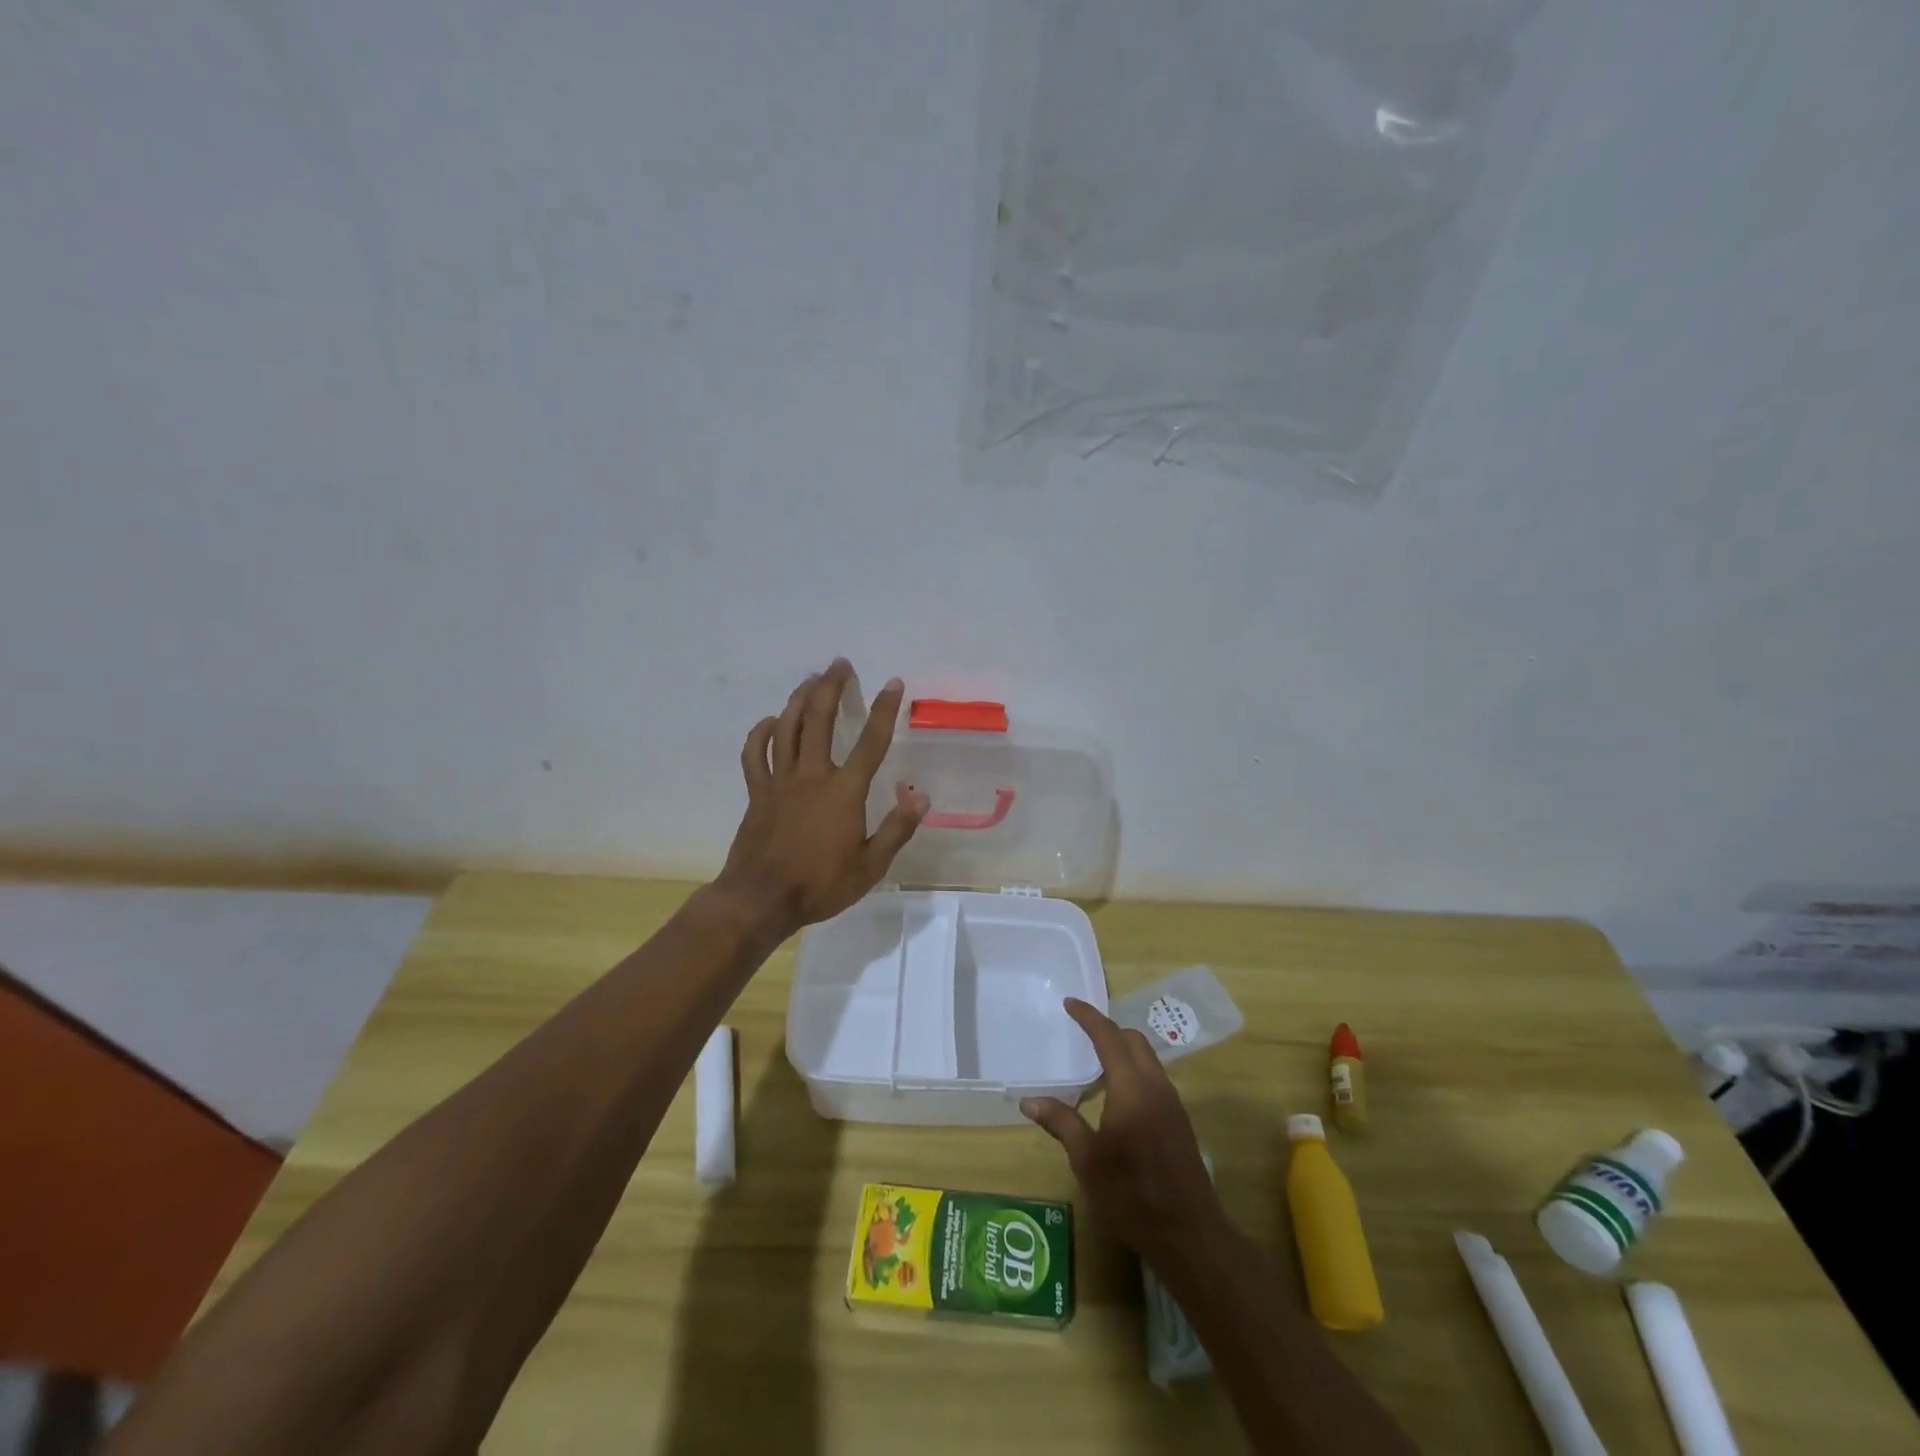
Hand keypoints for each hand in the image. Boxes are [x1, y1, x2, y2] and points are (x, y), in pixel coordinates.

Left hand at [718, 659, 928, 936]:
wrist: (761, 899)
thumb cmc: (820, 884)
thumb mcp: (870, 866)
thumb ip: (897, 829)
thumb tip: (921, 797)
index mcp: (844, 791)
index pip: (871, 742)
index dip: (884, 709)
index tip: (893, 683)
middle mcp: (812, 775)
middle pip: (821, 719)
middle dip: (832, 687)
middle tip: (840, 664)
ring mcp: (780, 780)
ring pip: (788, 727)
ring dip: (800, 699)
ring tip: (812, 680)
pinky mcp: (757, 791)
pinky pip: (755, 753)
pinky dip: (761, 732)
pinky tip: (771, 722)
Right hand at [1022, 999, 1223, 1261]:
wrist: (1190, 1234)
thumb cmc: (1132, 1195)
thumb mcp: (1087, 1160)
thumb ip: (1060, 1123)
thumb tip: (1028, 1100)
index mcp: (1131, 1088)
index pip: (1109, 1036)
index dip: (1088, 1017)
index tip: (1070, 1002)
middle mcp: (1155, 1086)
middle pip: (1133, 1040)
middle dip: (1108, 1029)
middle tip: (1081, 1030)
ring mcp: (1172, 1103)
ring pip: (1147, 1058)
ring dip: (1123, 1049)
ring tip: (1095, 1061)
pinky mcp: (1179, 1121)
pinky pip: (1154, 1077)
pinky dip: (1134, 1070)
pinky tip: (1117, 1094)